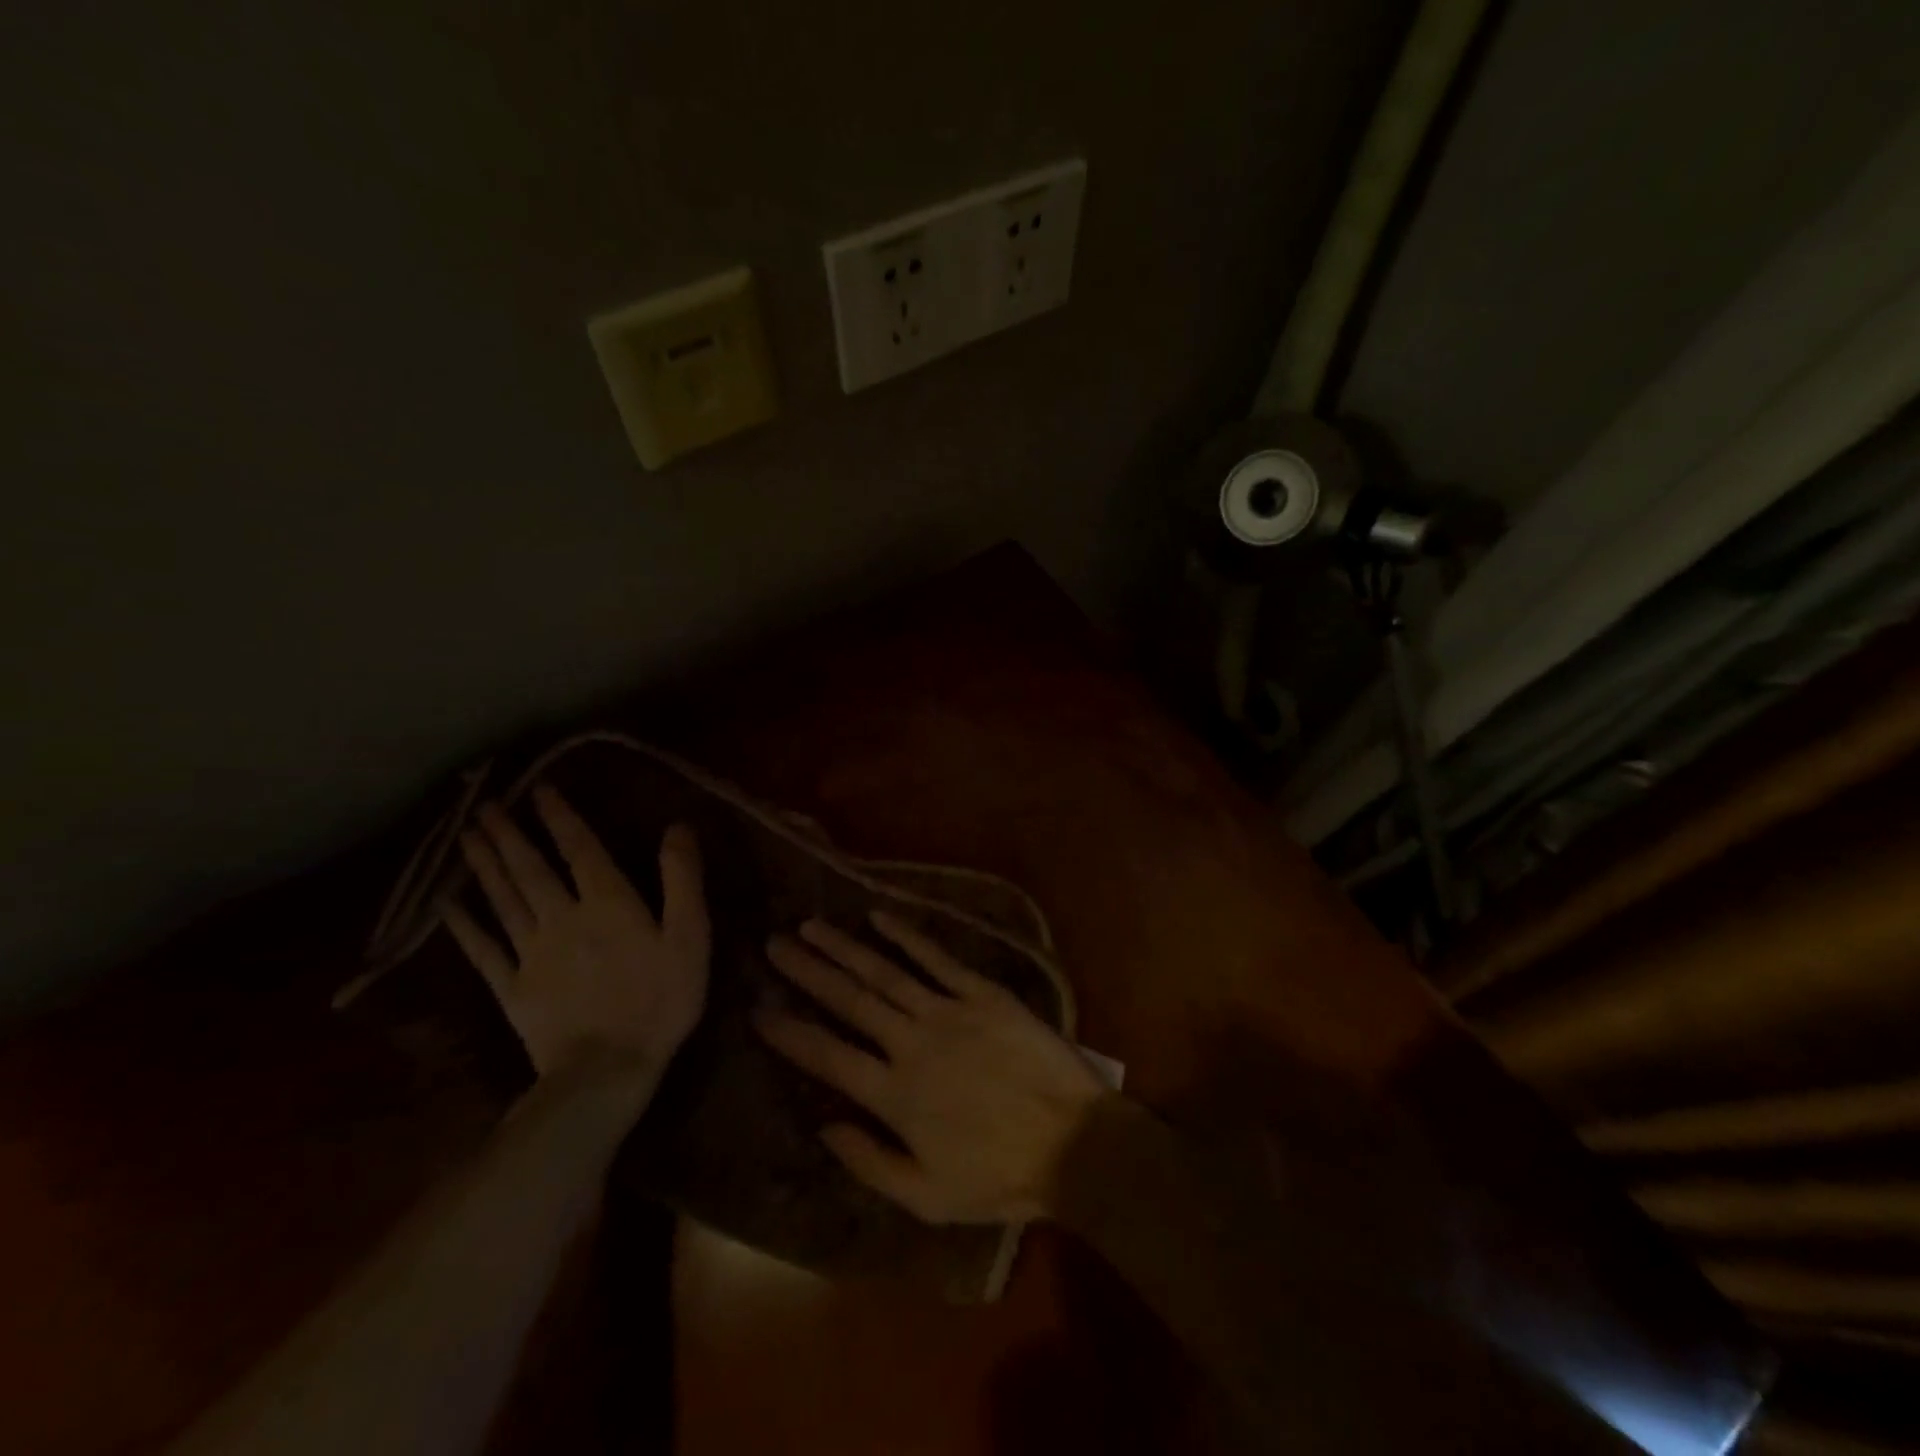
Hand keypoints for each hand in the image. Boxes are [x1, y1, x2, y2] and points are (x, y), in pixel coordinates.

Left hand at [444, 784, 709, 1080]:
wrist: (607, 1069)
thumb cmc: (660, 998)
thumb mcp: (689, 935)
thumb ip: (681, 879)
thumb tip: (676, 827)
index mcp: (607, 903)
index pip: (579, 850)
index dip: (560, 818)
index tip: (539, 790)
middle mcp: (563, 918)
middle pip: (531, 869)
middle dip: (508, 835)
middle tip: (485, 806)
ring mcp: (532, 953)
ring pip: (503, 900)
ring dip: (485, 866)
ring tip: (467, 836)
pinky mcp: (512, 988)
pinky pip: (484, 950)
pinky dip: (464, 924)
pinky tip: (448, 904)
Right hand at [756, 910, 1104, 1224]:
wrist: (1072, 1142)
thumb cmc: (998, 1176)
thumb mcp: (927, 1197)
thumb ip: (869, 1162)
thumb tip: (822, 1126)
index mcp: (894, 1095)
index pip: (827, 1056)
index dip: (789, 1031)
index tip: (758, 1008)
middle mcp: (912, 1043)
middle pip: (849, 1000)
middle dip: (808, 971)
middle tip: (775, 944)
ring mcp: (948, 1012)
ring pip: (885, 972)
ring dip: (845, 947)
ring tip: (812, 925)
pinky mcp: (982, 994)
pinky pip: (938, 958)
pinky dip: (907, 935)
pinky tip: (880, 916)